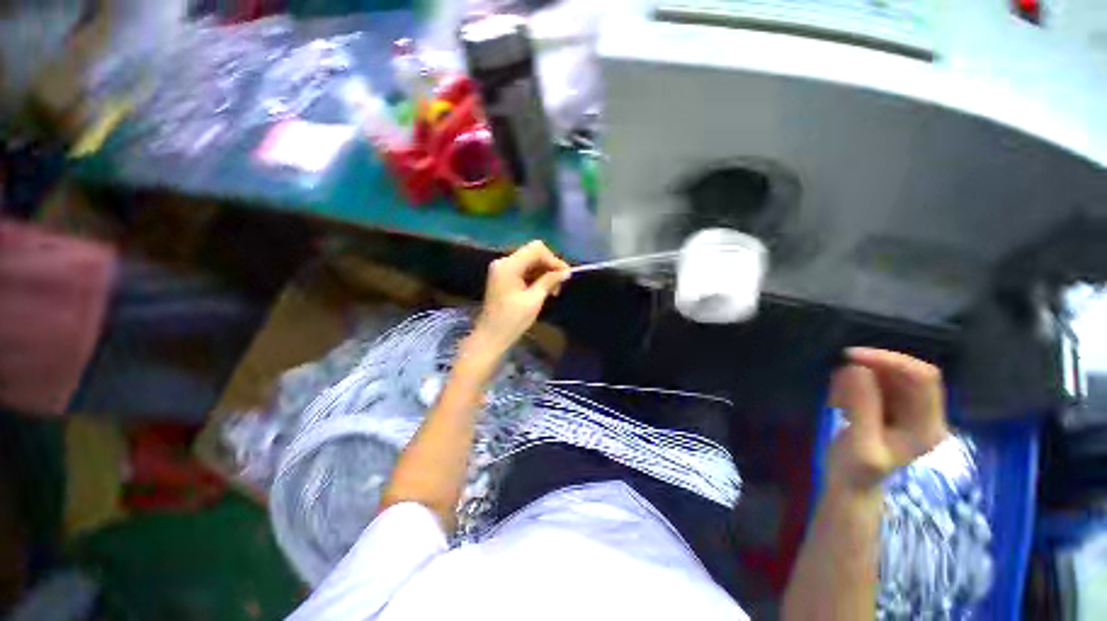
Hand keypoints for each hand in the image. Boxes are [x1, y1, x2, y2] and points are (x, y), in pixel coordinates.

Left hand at [470, 241, 569, 358]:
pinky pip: (524, 270)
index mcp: (509, 265)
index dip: (554, 260)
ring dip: (544, 272)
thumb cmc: (512, 321)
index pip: (536, 249)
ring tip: (554, 290)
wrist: (491, 337)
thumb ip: (549, 281)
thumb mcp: (534, 300)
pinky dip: (536, 277)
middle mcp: (504, 262)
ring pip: (530, 261)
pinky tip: (544, 289)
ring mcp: (502, 269)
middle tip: (561, 284)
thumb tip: (566, 272)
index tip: (566, 275)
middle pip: (533, 253)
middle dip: (550, 266)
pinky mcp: (503, 277)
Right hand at [827, 348, 948, 494]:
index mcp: (927, 425)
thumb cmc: (855, 471)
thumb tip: (856, 367)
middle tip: (840, 374)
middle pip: (908, 373)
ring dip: (860, 377)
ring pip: (890, 375)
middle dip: (873, 367)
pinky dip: (856, 383)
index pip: (923, 378)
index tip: (852, 357)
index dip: (891, 361)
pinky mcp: (893, 407)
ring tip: (837, 397)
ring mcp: (910, 410)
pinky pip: (877, 382)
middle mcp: (926, 414)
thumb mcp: (859, 443)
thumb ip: (861, 407)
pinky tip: (841, 401)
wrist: (850, 485)